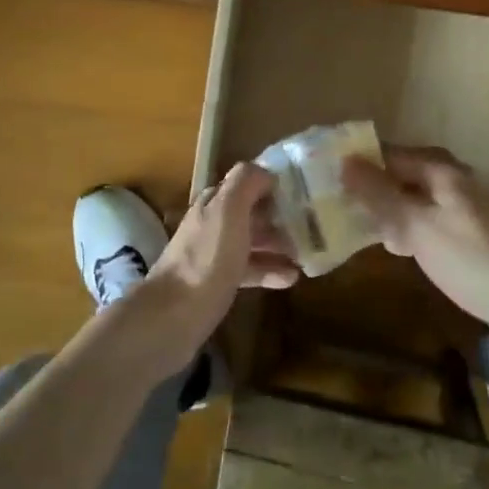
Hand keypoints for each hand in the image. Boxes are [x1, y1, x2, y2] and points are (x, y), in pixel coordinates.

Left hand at [111, 163, 297, 381]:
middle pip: (252, 212)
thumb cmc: (206, 259)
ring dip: (280, 244)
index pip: (248, 182)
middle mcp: (213, 223)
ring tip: (310, 252)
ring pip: (253, 241)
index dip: (275, 185)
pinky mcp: (218, 283)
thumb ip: (245, 184)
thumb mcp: (228, 211)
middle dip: (282, 216)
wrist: (173, 316)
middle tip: (315, 225)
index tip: (306, 192)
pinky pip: (250, 270)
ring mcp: (214, 254)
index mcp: (215, 202)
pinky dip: (270, 271)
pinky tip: (292, 279)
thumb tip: (266, 172)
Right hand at [342, 145, 488, 347]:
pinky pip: (428, 224)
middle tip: (336, 208)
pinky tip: (396, 250)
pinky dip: (409, 231)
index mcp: (441, 170)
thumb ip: (380, 195)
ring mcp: (464, 210)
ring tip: (357, 230)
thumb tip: (346, 162)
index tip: (326, 178)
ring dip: (389, 213)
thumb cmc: (470, 258)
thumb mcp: (416, 226)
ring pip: (414, 202)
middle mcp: (453, 182)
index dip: (359, 163)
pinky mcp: (470, 237)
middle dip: (371, 191)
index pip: (389, 154)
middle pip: (402, 176)